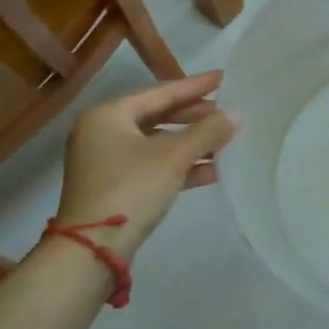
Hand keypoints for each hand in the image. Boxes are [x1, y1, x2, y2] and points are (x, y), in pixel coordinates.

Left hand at [54, 72, 238, 255]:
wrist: (92, 251)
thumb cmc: (130, 189)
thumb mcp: (173, 157)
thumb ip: (206, 133)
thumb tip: (235, 116)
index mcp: (108, 115)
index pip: (160, 92)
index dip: (195, 86)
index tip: (224, 78)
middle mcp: (103, 133)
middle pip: (159, 117)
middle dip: (195, 117)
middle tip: (229, 112)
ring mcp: (108, 163)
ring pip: (158, 144)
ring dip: (192, 144)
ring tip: (227, 141)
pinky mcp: (116, 188)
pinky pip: (154, 167)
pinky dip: (181, 166)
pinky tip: (213, 170)